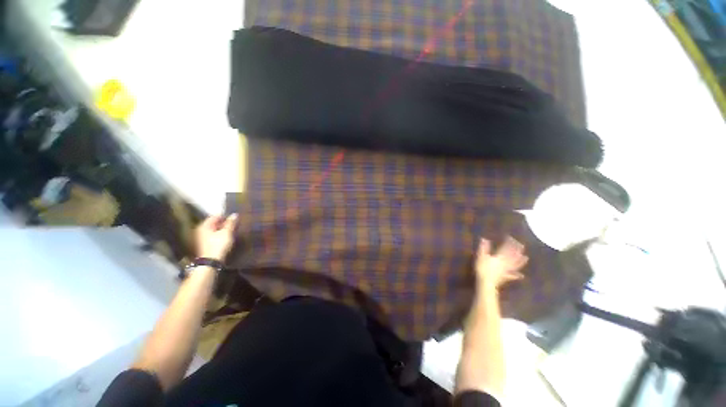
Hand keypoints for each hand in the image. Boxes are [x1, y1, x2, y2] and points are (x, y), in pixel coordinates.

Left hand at [195, 215, 238, 260]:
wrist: (211, 261)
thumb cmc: (218, 245)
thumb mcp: (227, 233)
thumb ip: (231, 223)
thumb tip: (234, 214)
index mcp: (205, 225)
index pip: (215, 216)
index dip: (225, 216)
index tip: (234, 217)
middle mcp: (201, 230)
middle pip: (214, 223)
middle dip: (224, 222)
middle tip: (234, 223)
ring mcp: (202, 237)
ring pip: (214, 229)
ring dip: (223, 228)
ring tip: (232, 229)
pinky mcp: (205, 243)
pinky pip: (214, 235)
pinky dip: (220, 234)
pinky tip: (227, 236)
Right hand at [475, 236, 527, 291]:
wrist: (486, 282)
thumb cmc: (483, 268)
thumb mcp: (481, 256)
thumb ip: (484, 248)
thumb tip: (484, 239)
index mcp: (500, 257)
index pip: (506, 248)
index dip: (509, 243)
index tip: (511, 237)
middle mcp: (505, 263)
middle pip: (513, 256)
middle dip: (517, 250)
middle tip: (521, 245)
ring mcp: (507, 270)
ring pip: (515, 265)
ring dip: (521, 261)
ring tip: (526, 257)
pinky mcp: (506, 277)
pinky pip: (513, 275)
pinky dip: (517, 275)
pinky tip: (521, 275)